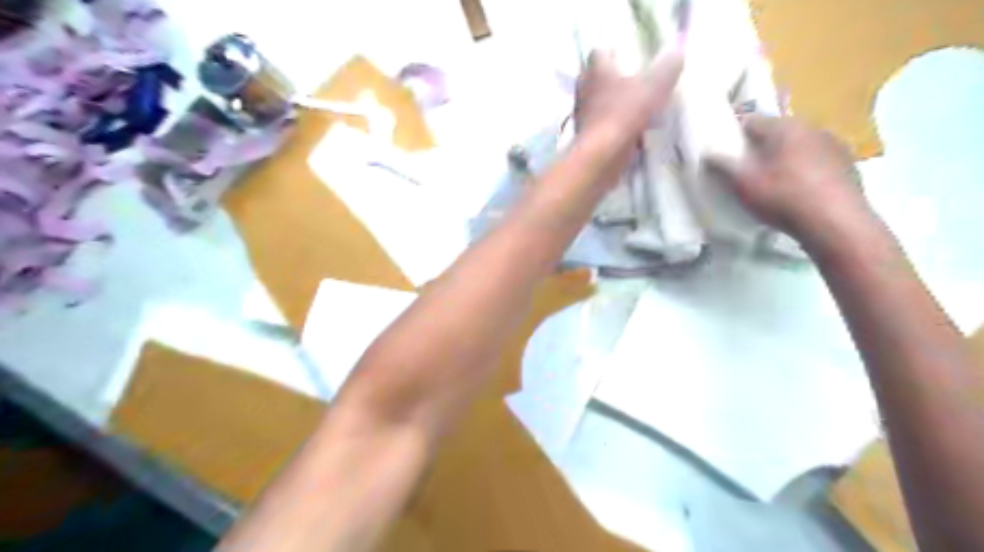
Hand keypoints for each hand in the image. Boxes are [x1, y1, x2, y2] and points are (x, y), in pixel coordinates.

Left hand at [578, 47, 686, 154]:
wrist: (601, 156)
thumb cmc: (624, 114)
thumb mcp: (654, 85)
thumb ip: (667, 67)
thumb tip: (678, 50)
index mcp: (596, 70)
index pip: (599, 51)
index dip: (613, 51)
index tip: (628, 54)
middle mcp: (584, 90)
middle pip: (597, 79)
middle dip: (615, 80)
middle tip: (635, 82)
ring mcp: (582, 116)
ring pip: (599, 104)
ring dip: (614, 106)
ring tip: (637, 109)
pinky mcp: (585, 138)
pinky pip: (602, 127)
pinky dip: (614, 127)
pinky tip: (632, 133)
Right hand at [704, 116, 872, 246]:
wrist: (835, 222)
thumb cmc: (782, 197)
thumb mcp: (743, 183)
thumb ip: (723, 164)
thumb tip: (709, 152)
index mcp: (784, 127)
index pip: (751, 120)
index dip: (734, 133)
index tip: (724, 147)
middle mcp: (812, 127)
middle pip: (778, 132)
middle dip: (761, 145)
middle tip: (746, 165)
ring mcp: (834, 145)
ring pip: (799, 145)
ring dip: (785, 156)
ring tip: (773, 178)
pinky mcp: (848, 165)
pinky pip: (817, 160)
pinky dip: (804, 169)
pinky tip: (798, 189)